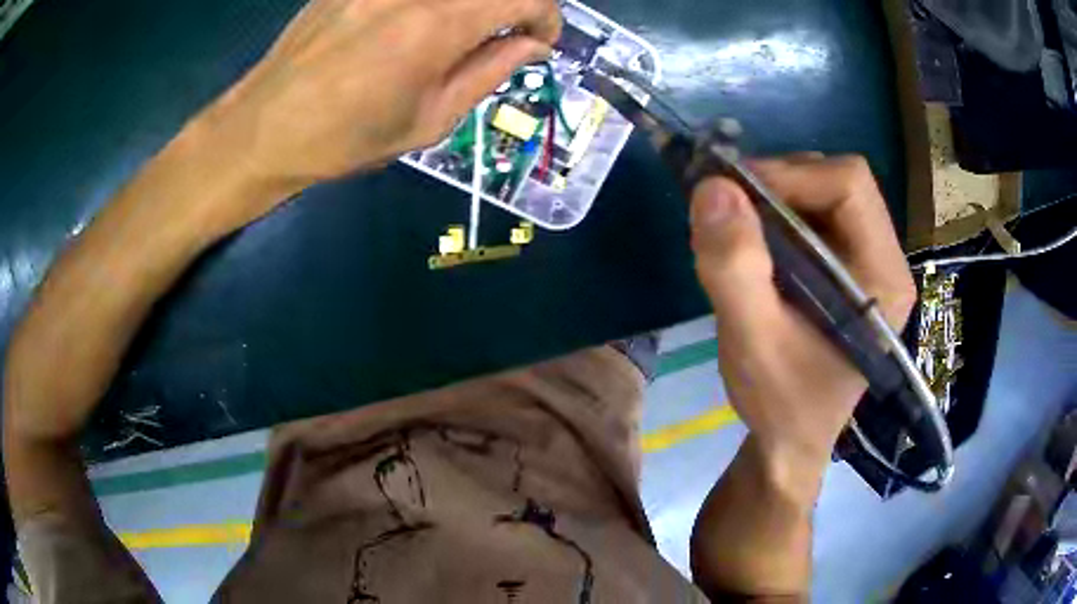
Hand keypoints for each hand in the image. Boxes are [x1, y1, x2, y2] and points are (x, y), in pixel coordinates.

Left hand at [194, 0, 559, 215]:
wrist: (264, 127)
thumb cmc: (345, 137)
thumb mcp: (429, 120)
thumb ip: (489, 72)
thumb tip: (532, 46)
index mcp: (436, 25)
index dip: (546, 17)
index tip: (539, 42)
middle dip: (511, 7)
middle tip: (503, 36)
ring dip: (469, 7)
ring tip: (455, 36)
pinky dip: (430, 7)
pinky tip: (411, 26)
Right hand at [690, 155, 915, 479]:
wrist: (791, 442)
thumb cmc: (781, 403)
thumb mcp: (751, 341)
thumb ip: (734, 267)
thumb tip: (712, 186)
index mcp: (883, 277)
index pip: (849, 184)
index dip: (790, 176)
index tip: (735, 198)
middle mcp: (887, 260)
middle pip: (840, 181)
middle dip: (781, 183)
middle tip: (732, 210)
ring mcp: (871, 262)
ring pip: (826, 191)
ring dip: (777, 197)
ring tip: (741, 231)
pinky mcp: (850, 268)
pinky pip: (817, 214)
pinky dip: (779, 214)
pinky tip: (756, 245)